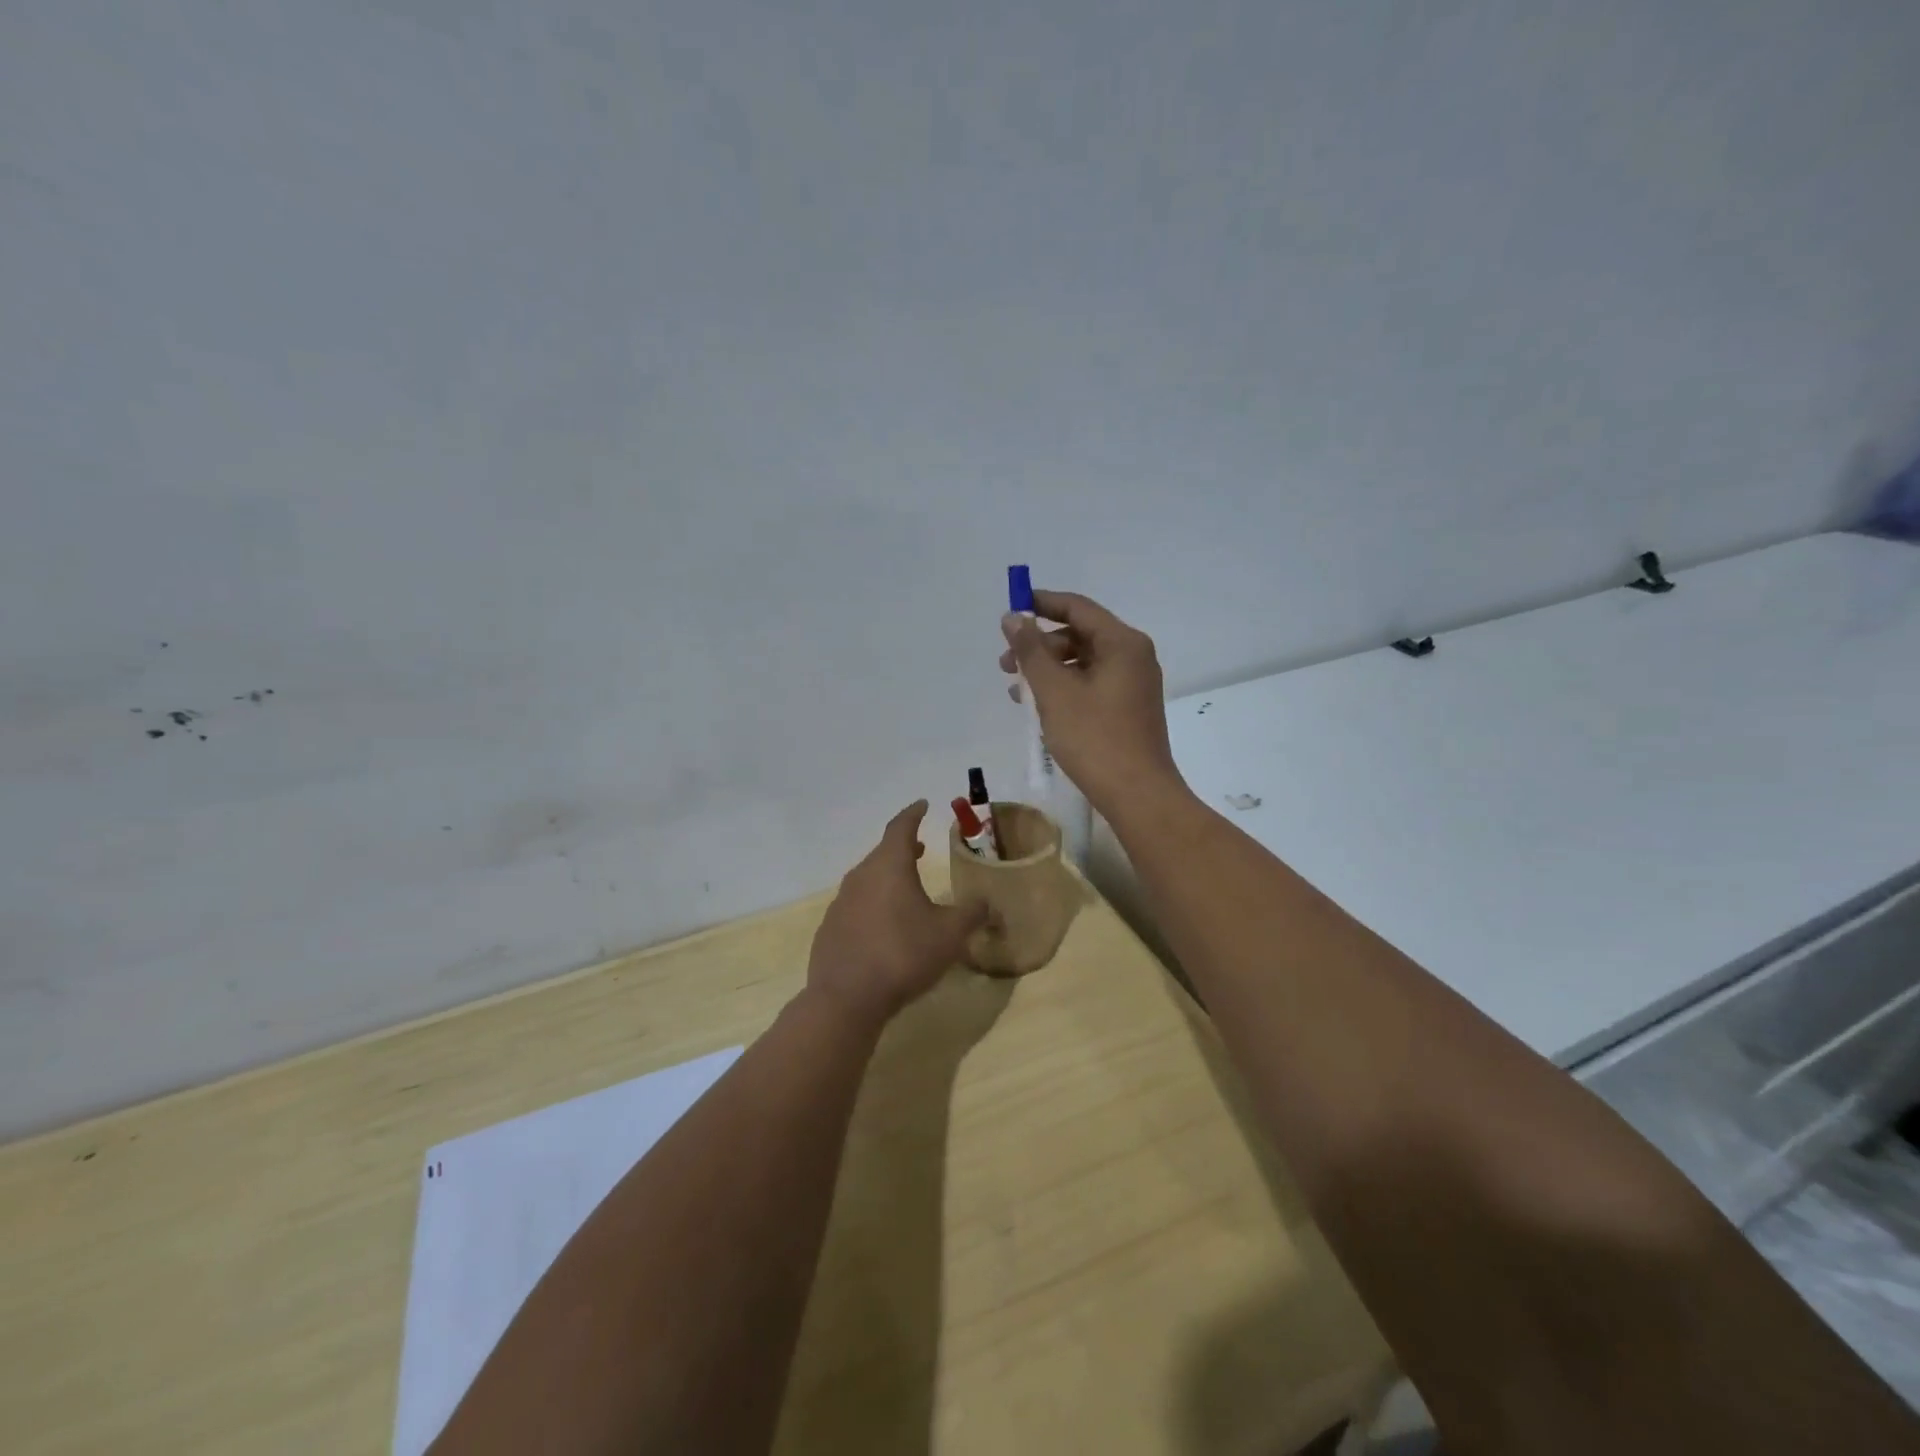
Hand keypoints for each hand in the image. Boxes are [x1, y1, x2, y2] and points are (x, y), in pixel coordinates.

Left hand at [807, 802, 988, 1026]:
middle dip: (903, 848)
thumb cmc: (903, 954)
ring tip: (906, 887)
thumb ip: (972, 914)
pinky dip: (873, 904)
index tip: (922, 804)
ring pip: (868, 879)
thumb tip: (988, 904)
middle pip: (883, 853)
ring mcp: (840, 903)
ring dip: (888, 877)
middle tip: (920, 848)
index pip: (901, 827)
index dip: (913, 814)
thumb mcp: (949, 934)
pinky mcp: (830, 929)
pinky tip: (883, 926)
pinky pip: (856, 906)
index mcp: (889, 866)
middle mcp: (861, 876)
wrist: (847, 998)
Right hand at [999, 590, 1185, 814]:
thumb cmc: (1094, 738)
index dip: (1042, 603)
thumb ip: (1030, 651)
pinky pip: (1090, 685)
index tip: (1011, 609)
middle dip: (1039, 646)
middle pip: (1080, 635)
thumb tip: (1013, 617)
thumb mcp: (1054, 691)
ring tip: (1016, 691)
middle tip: (1005, 664)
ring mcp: (1133, 684)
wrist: (1137, 794)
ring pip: (1082, 663)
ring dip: (1047, 670)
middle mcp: (1133, 656)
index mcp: (1122, 643)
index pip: (1077, 608)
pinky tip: (1038, 708)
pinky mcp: (1127, 708)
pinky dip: (1063, 689)